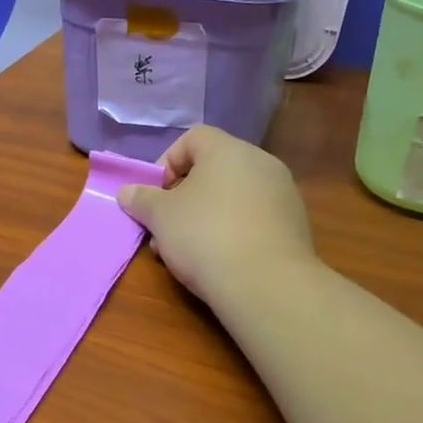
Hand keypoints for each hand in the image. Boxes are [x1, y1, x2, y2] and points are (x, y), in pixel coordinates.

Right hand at [118, 127, 315, 304]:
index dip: (166, 162)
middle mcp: (261, 163)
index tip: (154, 194)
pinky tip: (219, 261)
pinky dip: (232, 232)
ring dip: (205, 217)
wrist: (266, 283)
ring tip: (187, 251)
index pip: (192, 138)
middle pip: (213, 170)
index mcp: (228, 150)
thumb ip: (141, 199)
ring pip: (232, 197)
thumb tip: (127, 192)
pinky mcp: (294, 226)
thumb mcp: (160, 216)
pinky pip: (253, 219)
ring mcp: (283, 194)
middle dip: (183, 197)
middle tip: (165, 227)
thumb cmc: (205, 236)